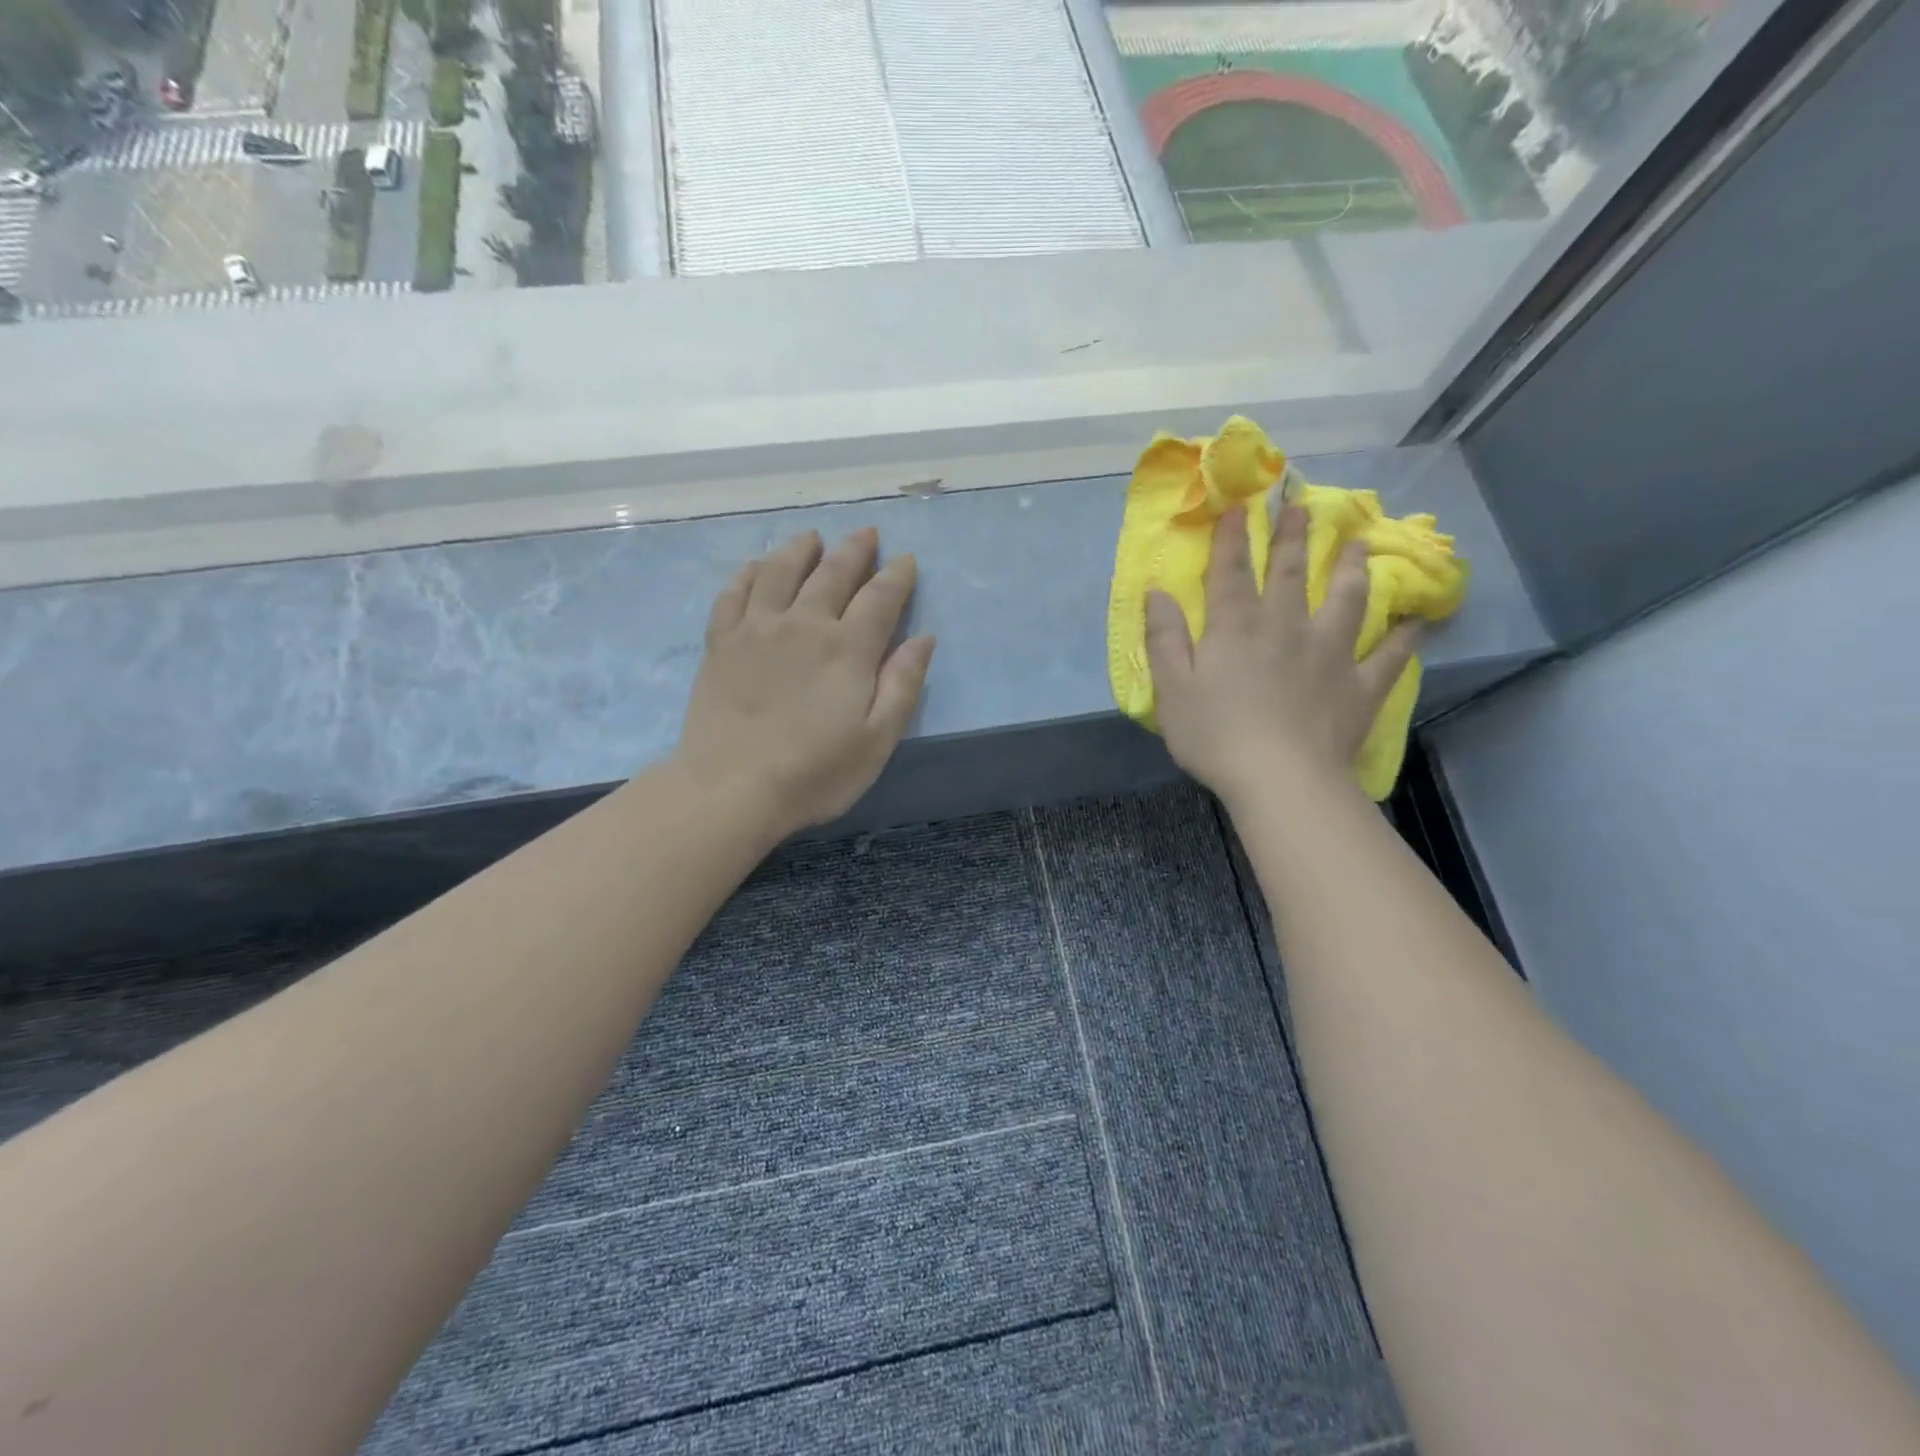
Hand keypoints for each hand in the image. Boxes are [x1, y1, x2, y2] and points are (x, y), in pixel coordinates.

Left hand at [674, 527, 935, 835]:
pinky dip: (750, 571)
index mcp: (847, 648)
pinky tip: (758, 565)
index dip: (897, 575)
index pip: (880, 597)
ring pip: (781, 569)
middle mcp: (803, 624)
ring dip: (802, 548)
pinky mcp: (721, 641)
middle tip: (867, 534)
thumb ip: (902, 685)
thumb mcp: (876, 740)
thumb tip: (923, 638)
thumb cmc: (814, 773)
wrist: (731, 789)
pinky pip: (735, 590)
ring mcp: (756, 628)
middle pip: (833, 571)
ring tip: (813, 538)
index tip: (906, 560)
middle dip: (855, 549)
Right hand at [1145, 503, 1418, 808]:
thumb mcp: (1172, 689)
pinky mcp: (1359, 686)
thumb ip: (1164, 638)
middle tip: (1302, 504)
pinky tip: (1417, 622)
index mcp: (1236, 628)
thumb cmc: (1215, 736)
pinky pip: (1388, 656)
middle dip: (1294, 537)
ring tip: (1360, 546)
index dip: (1233, 537)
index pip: (1232, 572)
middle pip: (1292, 573)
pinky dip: (1404, 638)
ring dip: (1353, 569)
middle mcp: (1286, 628)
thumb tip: (1157, 592)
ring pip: (1347, 600)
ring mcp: (1329, 654)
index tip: (1238, 505)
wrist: (1280, 780)